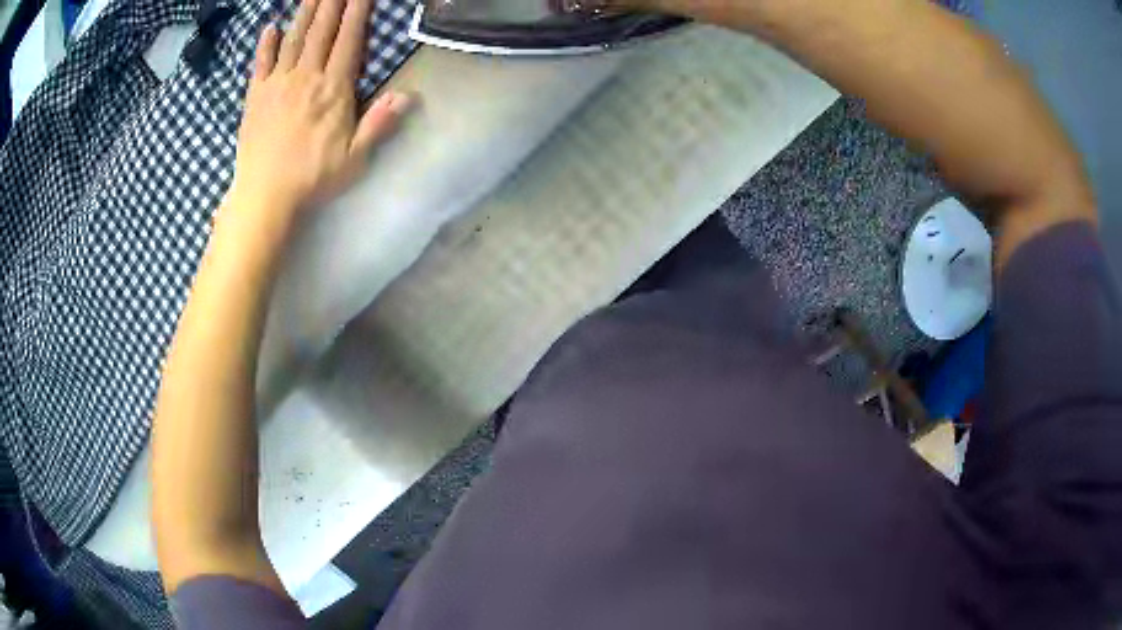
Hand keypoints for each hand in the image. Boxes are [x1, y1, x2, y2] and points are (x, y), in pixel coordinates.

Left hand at [225, 0, 411, 236]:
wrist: (264, 196)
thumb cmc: (312, 179)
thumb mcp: (355, 157)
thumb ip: (378, 123)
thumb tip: (408, 96)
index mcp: (333, 90)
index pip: (349, 40)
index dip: (357, 12)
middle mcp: (306, 78)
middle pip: (321, 31)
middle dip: (332, 3)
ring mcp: (277, 84)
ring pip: (294, 40)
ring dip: (305, 13)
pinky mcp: (255, 97)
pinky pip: (261, 64)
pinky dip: (266, 44)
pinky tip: (270, 27)